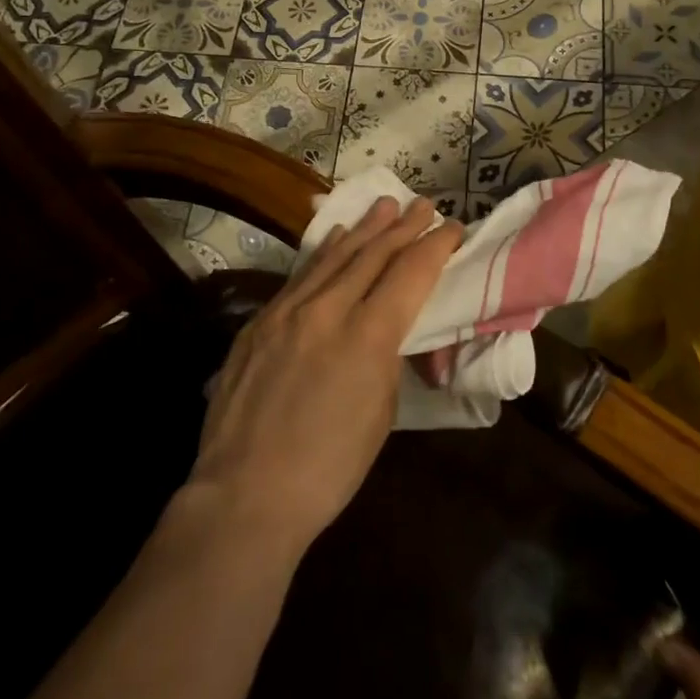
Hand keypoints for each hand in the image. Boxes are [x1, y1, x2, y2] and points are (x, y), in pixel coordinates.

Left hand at [186, 195, 460, 557]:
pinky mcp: (259, 321)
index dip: (436, 246)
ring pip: (335, 255)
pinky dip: (325, 250)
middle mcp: (328, 308)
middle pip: (374, 253)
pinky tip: (336, 237)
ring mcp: (288, 310)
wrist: (245, 495)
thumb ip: (387, 356)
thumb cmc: (329, 467)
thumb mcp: (381, 412)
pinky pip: (302, 274)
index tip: (454, 228)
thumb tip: (389, 329)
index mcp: (368, 335)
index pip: (411, 272)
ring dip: (365, 228)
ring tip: (385, 205)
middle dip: (404, 226)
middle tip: (424, 204)